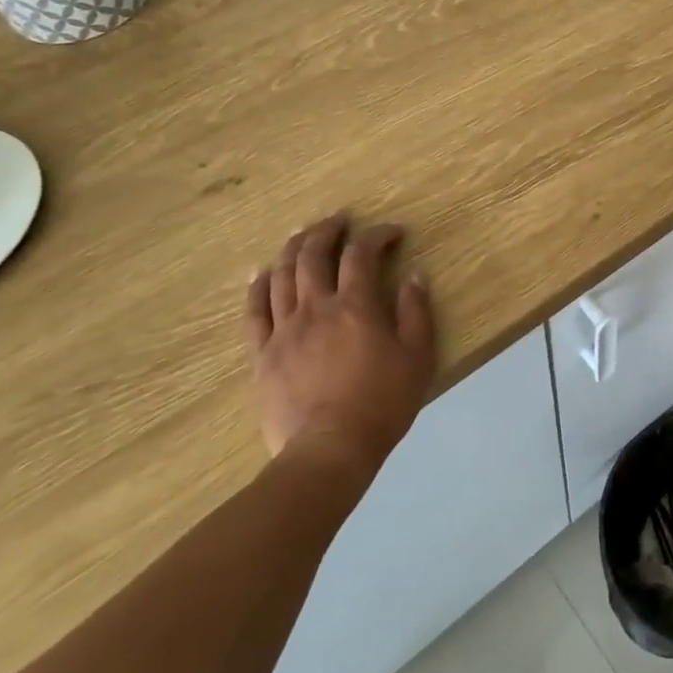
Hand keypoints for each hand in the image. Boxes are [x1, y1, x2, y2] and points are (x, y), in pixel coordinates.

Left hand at [244, 215, 437, 477]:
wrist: (330, 451)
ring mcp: (283, 329)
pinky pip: (254, 310)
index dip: (376, 235)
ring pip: (281, 275)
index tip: (392, 232)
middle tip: (339, 221)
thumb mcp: (418, 358)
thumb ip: (416, 312)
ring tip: (302, 235)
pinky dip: (258, 286)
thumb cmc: (382, 404)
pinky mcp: (262, 353)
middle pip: (312, 255)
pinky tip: (261, 273)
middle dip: (327, 231)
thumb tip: (413, 275)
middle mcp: (315, 308)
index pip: (362, 254)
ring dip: (292, 248)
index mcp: (355, 306)